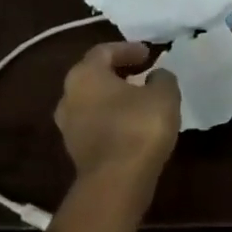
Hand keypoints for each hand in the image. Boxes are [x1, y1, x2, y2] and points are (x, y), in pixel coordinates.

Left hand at [54, 41, 179, 190]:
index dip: (127, 49)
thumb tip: (156, 76)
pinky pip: (94, 124)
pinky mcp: (75, 150)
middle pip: (93, 75)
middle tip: (141, 72)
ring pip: (92, 101)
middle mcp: (69, 95)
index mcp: (85, 74)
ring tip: (138, 99)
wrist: (115, 183)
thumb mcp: (163, 95)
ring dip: (113, 97)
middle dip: (118, 72)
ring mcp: (68, 125)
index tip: (148, 53)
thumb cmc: (138, 127)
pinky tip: (131, 124)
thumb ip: (162, 78)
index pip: (104, 51)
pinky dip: (111, 118)